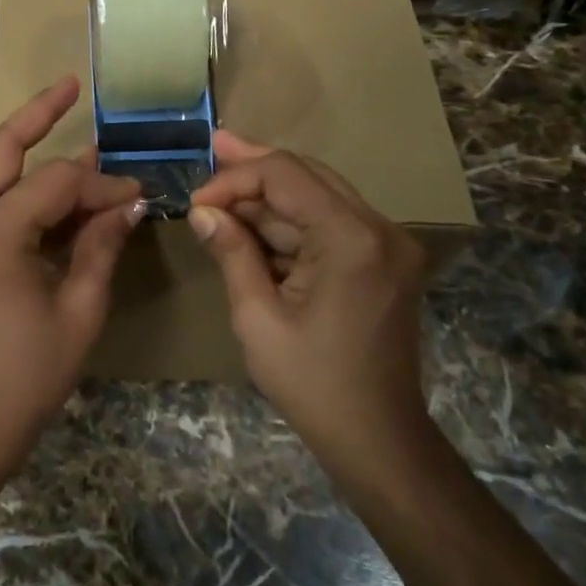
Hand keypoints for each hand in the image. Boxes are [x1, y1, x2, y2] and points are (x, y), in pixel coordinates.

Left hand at [0, 77, 142, 466]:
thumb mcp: (79, 309)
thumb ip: (100, 246)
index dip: (100, 184)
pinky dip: (19, 191)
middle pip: (0, 149)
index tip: (135, 195)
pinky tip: (52, 190)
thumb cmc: (29, 374)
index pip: (56, 183)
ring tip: (65, 124)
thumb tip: (127, 204)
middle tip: (69, 86)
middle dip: (37, 115)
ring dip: (27, 152)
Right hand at [188, 131, 430, 473]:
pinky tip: (254, 218)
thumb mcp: (257, 317)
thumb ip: (232, 252)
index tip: (197, 202)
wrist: (378, 439)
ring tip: (223, 178)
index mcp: (351, 239)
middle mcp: (379, 229)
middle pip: (308, 175)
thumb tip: (202, 211)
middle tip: (214, 147)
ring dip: (271, 194)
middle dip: (256, 167)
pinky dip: (291, 221)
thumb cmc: (312, 383)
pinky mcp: (384, 260)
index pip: (285, 176)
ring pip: (319, 196)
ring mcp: (387, 244)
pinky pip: (331, 223)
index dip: (236, 179)